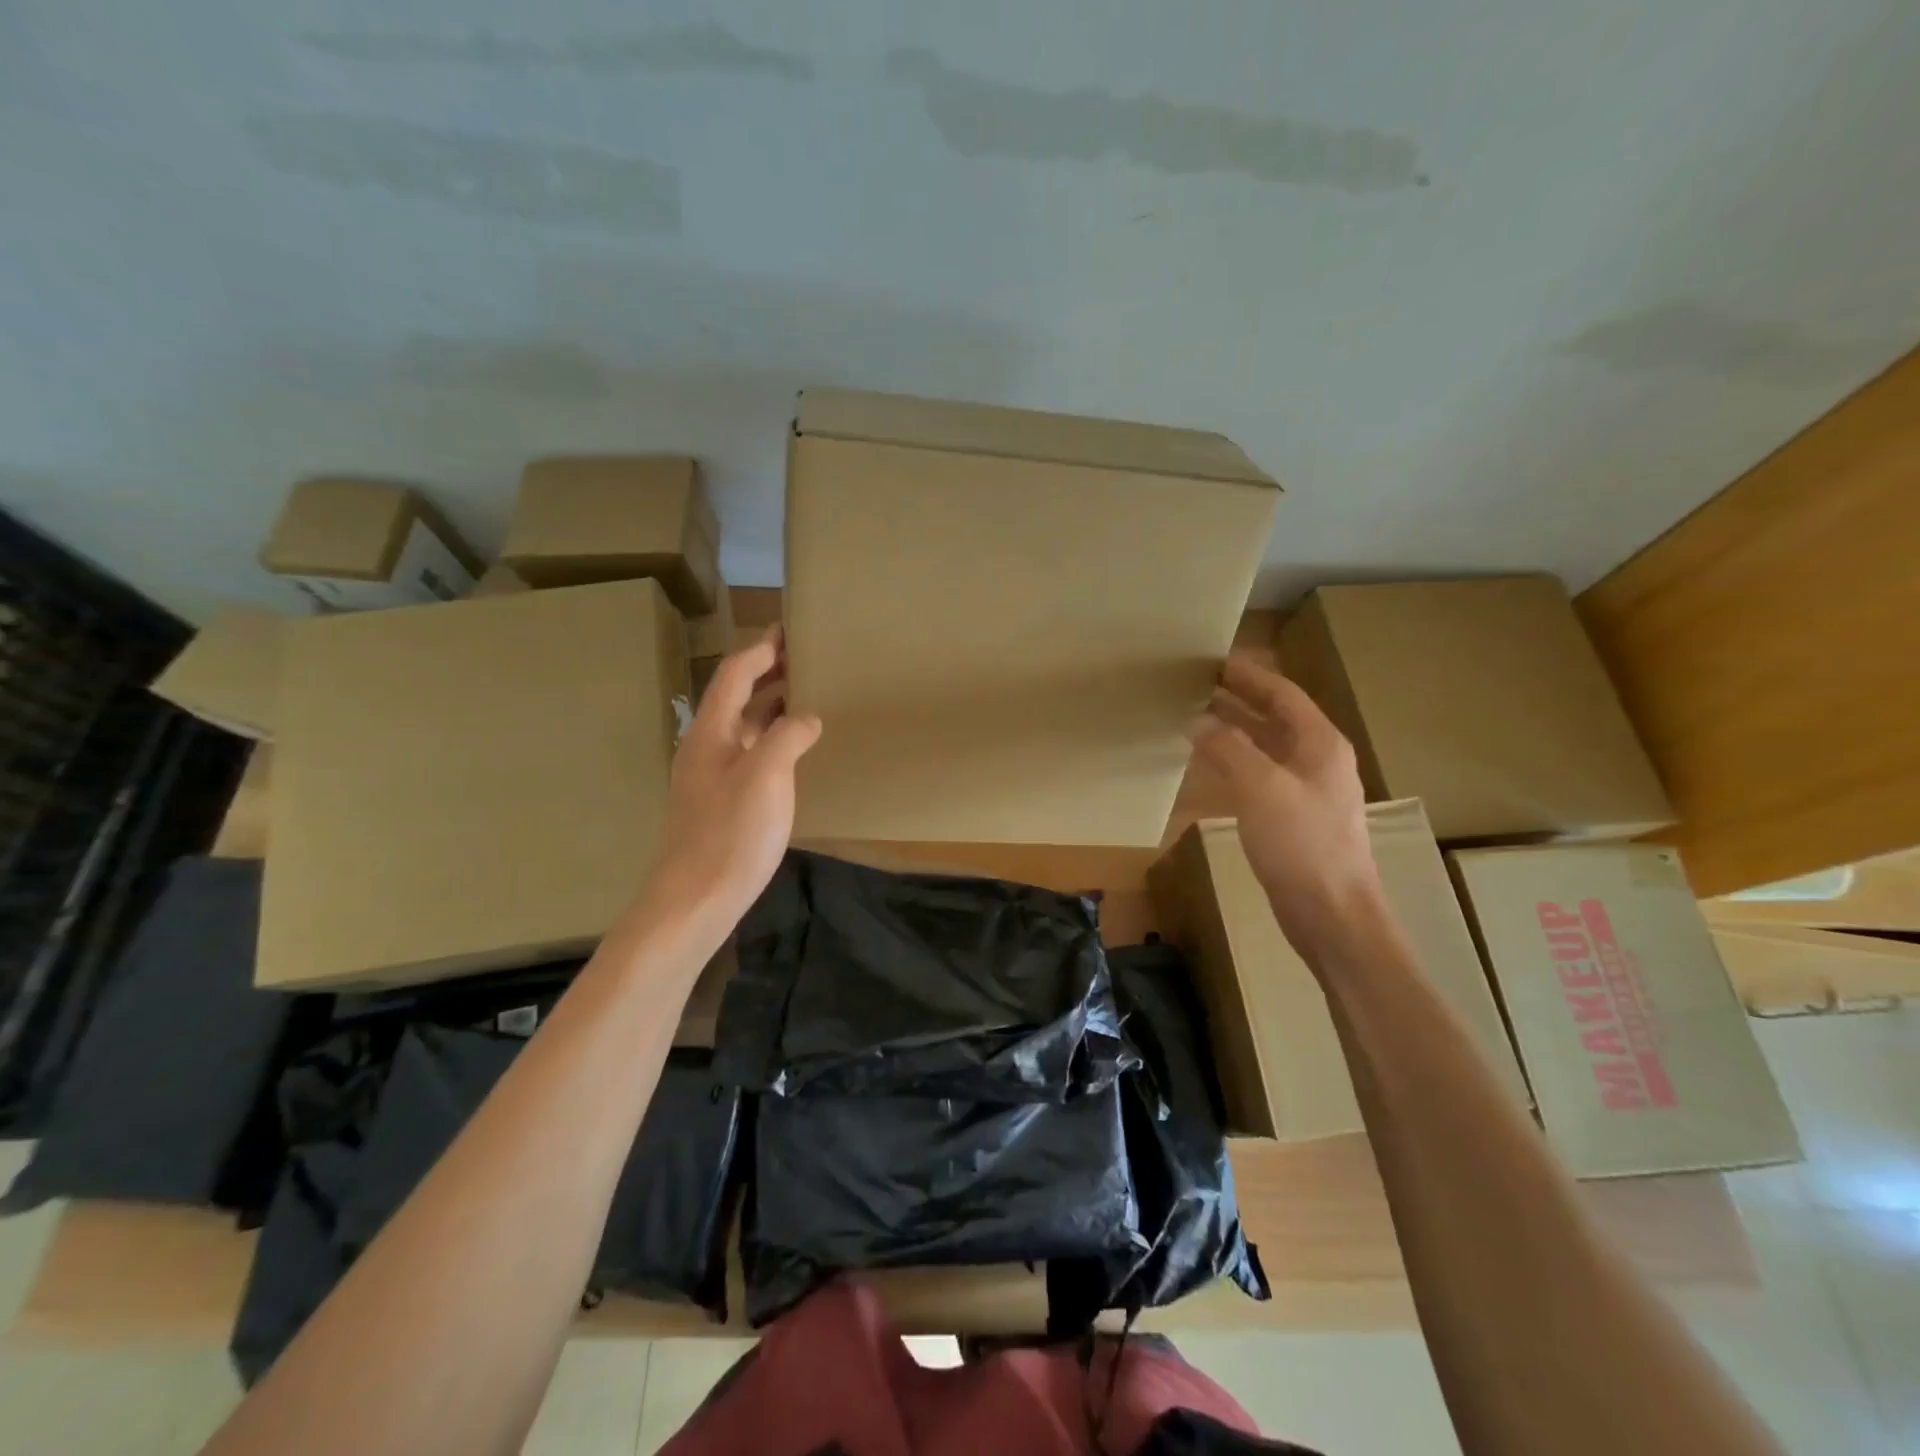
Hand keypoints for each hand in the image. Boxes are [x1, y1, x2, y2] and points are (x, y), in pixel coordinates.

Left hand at [646, 628, 821, 926]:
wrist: (695, 899)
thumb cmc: (731, 832)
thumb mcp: (767, 776)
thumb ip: (788, 737)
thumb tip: (807, 718)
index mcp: (711, 732)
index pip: (734, 675)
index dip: (760, 650)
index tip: (787, 631)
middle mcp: (707, 747)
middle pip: (736, 697)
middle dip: (767, 673)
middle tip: (804, 659)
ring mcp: (712, 776)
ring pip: (744, 727)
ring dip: (771, 706)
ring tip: (806, 695)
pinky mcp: (722, 802)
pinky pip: (750, 753)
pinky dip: (773, 738)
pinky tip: (795, 750)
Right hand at [1191, 656, 1381, 946]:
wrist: (1332, 913)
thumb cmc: (1302, 845)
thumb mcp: (1261, 788)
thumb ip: (1228, 748)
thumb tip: (1197, 720)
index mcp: (1320, 745)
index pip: (1283, 695)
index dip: (1250, 676)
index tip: (1215, 660)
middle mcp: (1317, 761)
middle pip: (1276, 718)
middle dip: (1240, 699)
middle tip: (1198, 684)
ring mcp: (1307, 792)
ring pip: (1266, 748)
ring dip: (1235, 730)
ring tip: (1196, 717)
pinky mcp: (1293, 819)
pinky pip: (1260, 776)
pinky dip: (1235, 762)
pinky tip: (1210, 765)